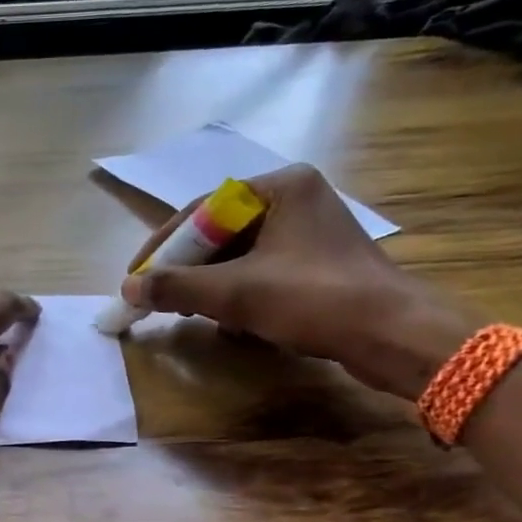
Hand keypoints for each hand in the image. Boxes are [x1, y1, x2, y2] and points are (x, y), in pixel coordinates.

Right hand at [121, 164, 477, 398]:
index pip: (202, 210)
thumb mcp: (236, 292)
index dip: (163, 246)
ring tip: (184, 310)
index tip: (136, 277)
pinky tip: (226, 320)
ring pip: (239, 254)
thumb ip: (176, 286)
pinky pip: (261, 269)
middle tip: (156, 297)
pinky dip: (237, 292)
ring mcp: (309, 231)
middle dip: (186, 268)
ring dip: (208, 284)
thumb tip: (128, 288)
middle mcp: (295, 198)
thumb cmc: (314, 299)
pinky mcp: (318, 262)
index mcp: (279, 186)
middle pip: (219, 232)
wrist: (393, 336)